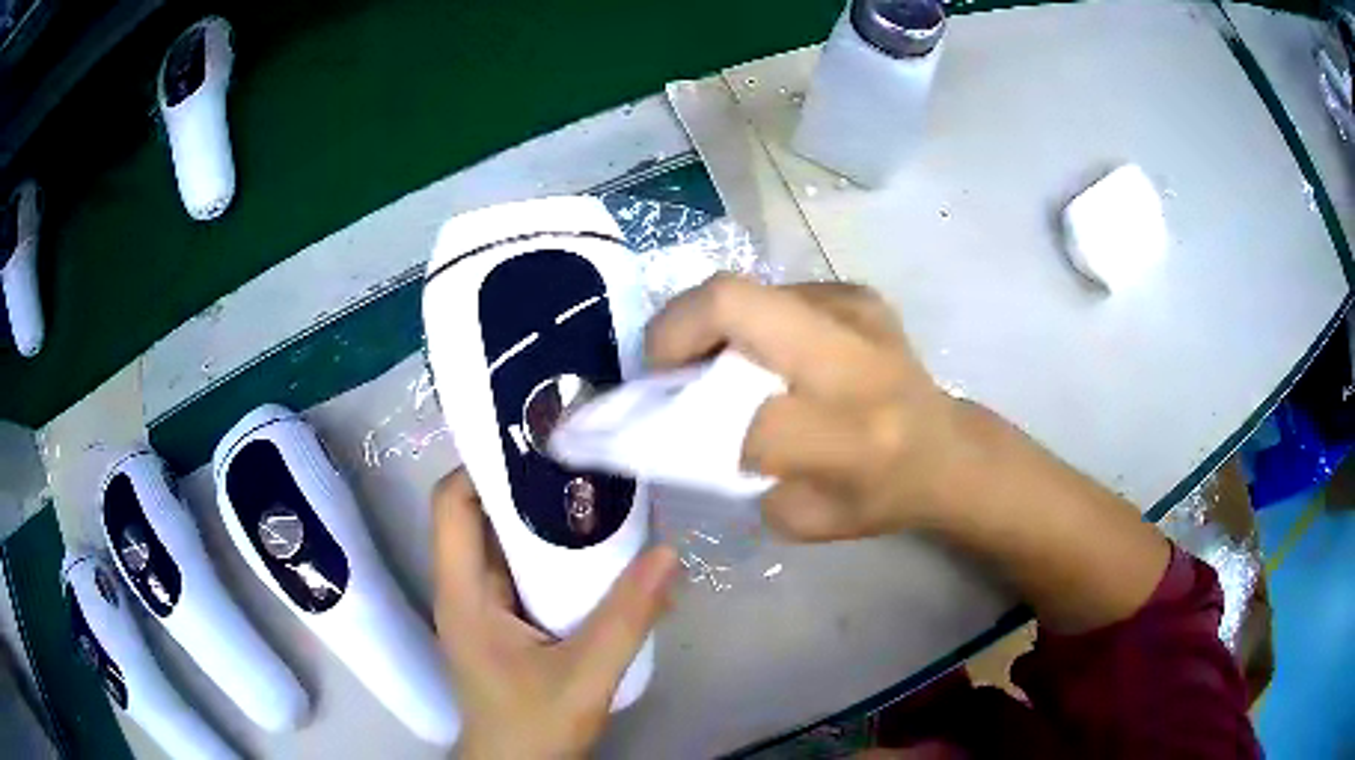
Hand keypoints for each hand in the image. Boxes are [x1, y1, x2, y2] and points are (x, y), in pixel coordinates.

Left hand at [431, 470, 678, 757]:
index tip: (536, 444)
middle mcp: (463, 589)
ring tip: (593, 489)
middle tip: (580, 458)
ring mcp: (481, 606)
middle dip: (522, 483)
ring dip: (539, 515)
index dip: (482, 465)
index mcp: (463, 594)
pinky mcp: (501, 620)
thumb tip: (668, 553)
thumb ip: (626, 619)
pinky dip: (550, 550)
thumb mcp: (585, 676)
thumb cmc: (534, 725)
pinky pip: (519, 568)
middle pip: (477, 514)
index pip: (451, 505)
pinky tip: (594, 547)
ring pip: (501, 541)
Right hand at [646, 275, 958, 540]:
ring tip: (708, 361)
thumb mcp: (803, 518)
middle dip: (675, 328)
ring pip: (748, 291)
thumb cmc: (879, 496)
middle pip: (733, 303)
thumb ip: (738, 480)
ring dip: (710, 324)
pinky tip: (762, 353)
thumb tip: (684, 428)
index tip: (659, 424)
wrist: (946, 448)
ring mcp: (857, 312)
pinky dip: (749, 322)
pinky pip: (776, 295)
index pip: (740, 414)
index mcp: (849, 437)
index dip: (688, 421)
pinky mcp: (857, 292)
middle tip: (662, 364)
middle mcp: (854, 360)